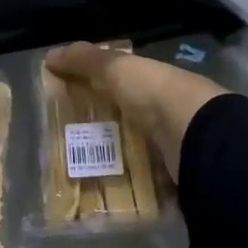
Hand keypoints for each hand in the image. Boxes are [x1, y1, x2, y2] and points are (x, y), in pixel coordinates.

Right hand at [44, 43, 228, 183]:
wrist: (198, 138)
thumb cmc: (155, 94)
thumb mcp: (117, 68)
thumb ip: (84, 60)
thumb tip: (49, 55)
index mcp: (155, 81)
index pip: (122, 82)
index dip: (97, 88)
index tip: (67, 102)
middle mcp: (165, 110)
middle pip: (126, 118)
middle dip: (100, 127)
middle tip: (65, 141)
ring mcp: (171, 145)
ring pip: (134, 150)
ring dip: (111, 159)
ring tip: (75, 171)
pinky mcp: (173, 176)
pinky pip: (143, 181)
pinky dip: (126, 186)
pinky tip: (100, 192)